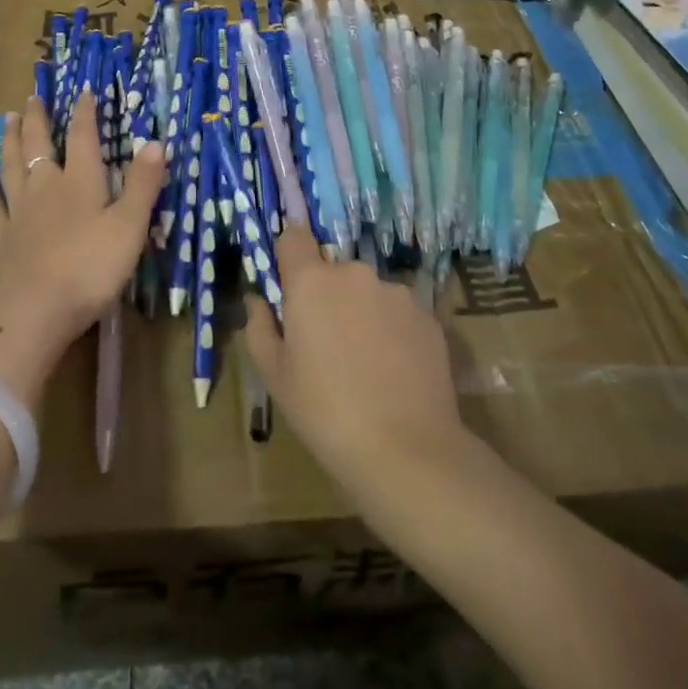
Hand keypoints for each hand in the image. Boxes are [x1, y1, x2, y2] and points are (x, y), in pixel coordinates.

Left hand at [0, 91, 164, 406]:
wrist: (35, 309)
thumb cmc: (91, 267)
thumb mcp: (130, 226)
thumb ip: (143, 184)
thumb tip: (155, 142)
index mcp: (80, 181)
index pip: (83, 137)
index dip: (84, 113)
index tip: (83, 91)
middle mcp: (46, 187)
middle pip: (39, 145)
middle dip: (38, 119)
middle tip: (32, 97)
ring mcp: (20, 212)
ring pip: (13, 167)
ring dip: (11, 141)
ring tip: (8, 119)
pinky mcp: (3, 239)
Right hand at [243, 227, 469, 502]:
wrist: (406, 451)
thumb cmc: (324, 411)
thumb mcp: (274, 376)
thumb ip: (259, 327)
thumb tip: (259, 301)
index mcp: (311, 281)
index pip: (293, 237)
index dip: (288, 255)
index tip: (288, 284)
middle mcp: (355, 274)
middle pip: (333, 271)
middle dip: (327, 296)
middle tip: (326, 343)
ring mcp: (396, 293)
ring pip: (368, 292)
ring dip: (361, 312)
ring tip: (366, 363)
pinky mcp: (429, 317)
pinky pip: (399, 313)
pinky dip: (392, 331)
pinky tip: (394, 372)